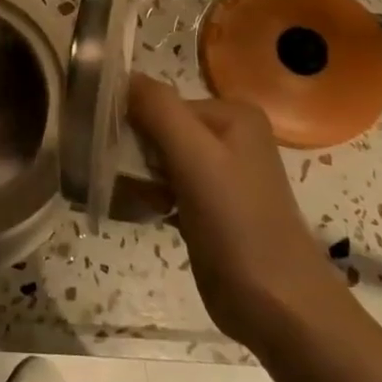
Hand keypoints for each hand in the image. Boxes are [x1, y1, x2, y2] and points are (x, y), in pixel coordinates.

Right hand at [128, 74, 341, 345]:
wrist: (279, 307)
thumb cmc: (238, 225)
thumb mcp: (196, 158)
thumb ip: (158, 110)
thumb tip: (119, 74)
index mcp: (231, 114)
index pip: (160, 101)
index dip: (129, 121)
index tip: (103, 147)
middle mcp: (228, 135)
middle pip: (157, 128)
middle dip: (131, 152)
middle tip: (112, 176)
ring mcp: (219, 173)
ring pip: (157, 160)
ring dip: (133, 176)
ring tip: (122, 197)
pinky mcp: (208, 206)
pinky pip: (163, 186)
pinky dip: (145, 196)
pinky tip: (135, 211)